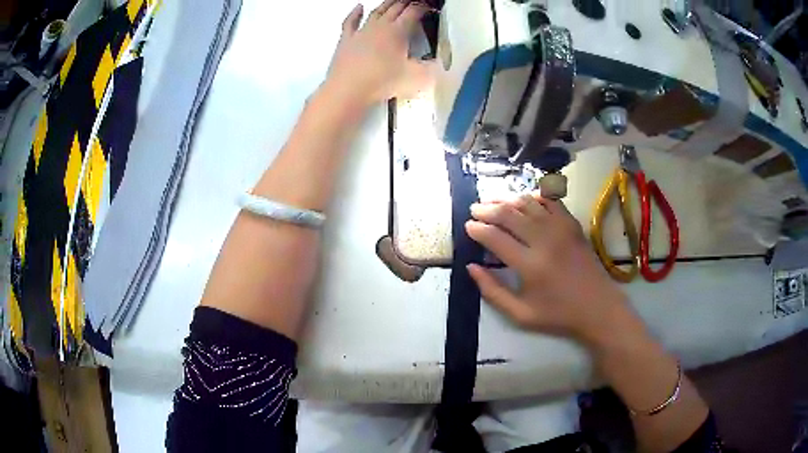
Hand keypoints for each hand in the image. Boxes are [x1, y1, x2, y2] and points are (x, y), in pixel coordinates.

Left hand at [325, 1, 436, 107]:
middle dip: (406, 2)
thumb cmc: (382, 82)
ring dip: (386, 4)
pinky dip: (355, 13)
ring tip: (394, 0)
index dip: (423, 7)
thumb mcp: (415, 79)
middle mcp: (380, 26)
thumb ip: (430, 70)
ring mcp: (361, 31)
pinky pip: (351, 21)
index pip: (413, 12)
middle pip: (395, 8)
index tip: (429, 6)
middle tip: (413, 0)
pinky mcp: (346, 39)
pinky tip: (359, 7)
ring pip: (376, 12)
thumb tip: (439, 65)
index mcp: (398, 31)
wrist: (348, 90)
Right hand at [465, 193, 639, 345]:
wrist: (598, 308)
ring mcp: (561, 229)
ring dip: (507, 199)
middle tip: (474, 210)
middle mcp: (544, 241)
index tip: (467, 226)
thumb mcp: (520, 314)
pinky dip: (534, 196)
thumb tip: (470, 267)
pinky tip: (524, 200)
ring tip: (492, 201)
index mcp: (530, 266)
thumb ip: (492, 292)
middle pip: (509, 214)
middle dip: (487, 209)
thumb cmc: (558, 315)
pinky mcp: (572, 225)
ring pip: (527, 203)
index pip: (495, 238)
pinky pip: (550, 201)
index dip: (477, 229)